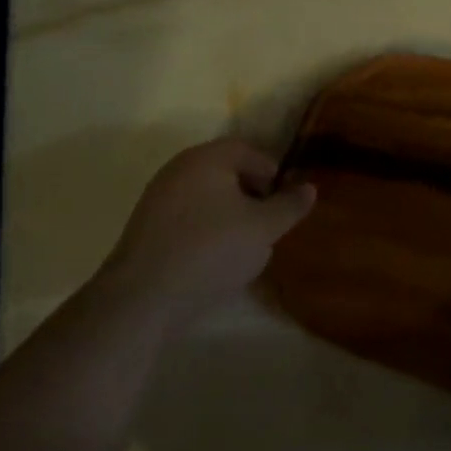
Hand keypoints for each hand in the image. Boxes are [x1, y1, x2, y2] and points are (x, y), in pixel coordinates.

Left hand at [102, 139, 314, 324]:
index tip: (283, 205)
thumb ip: (290, 205)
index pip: (250, 152)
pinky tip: (214, 260)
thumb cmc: (212, 250)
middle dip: (252, 197)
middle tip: (267, 226)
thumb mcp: (264, 228)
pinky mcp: (144, 228)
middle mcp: (179, 169)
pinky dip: (206, 232)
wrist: (142, 298)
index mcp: (207, 158)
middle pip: (227, 173)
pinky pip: (188, 219)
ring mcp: (157, 198)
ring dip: (230, 216)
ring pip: (207, 198)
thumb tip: (309, 188)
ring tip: (243, 247)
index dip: (273, 175)